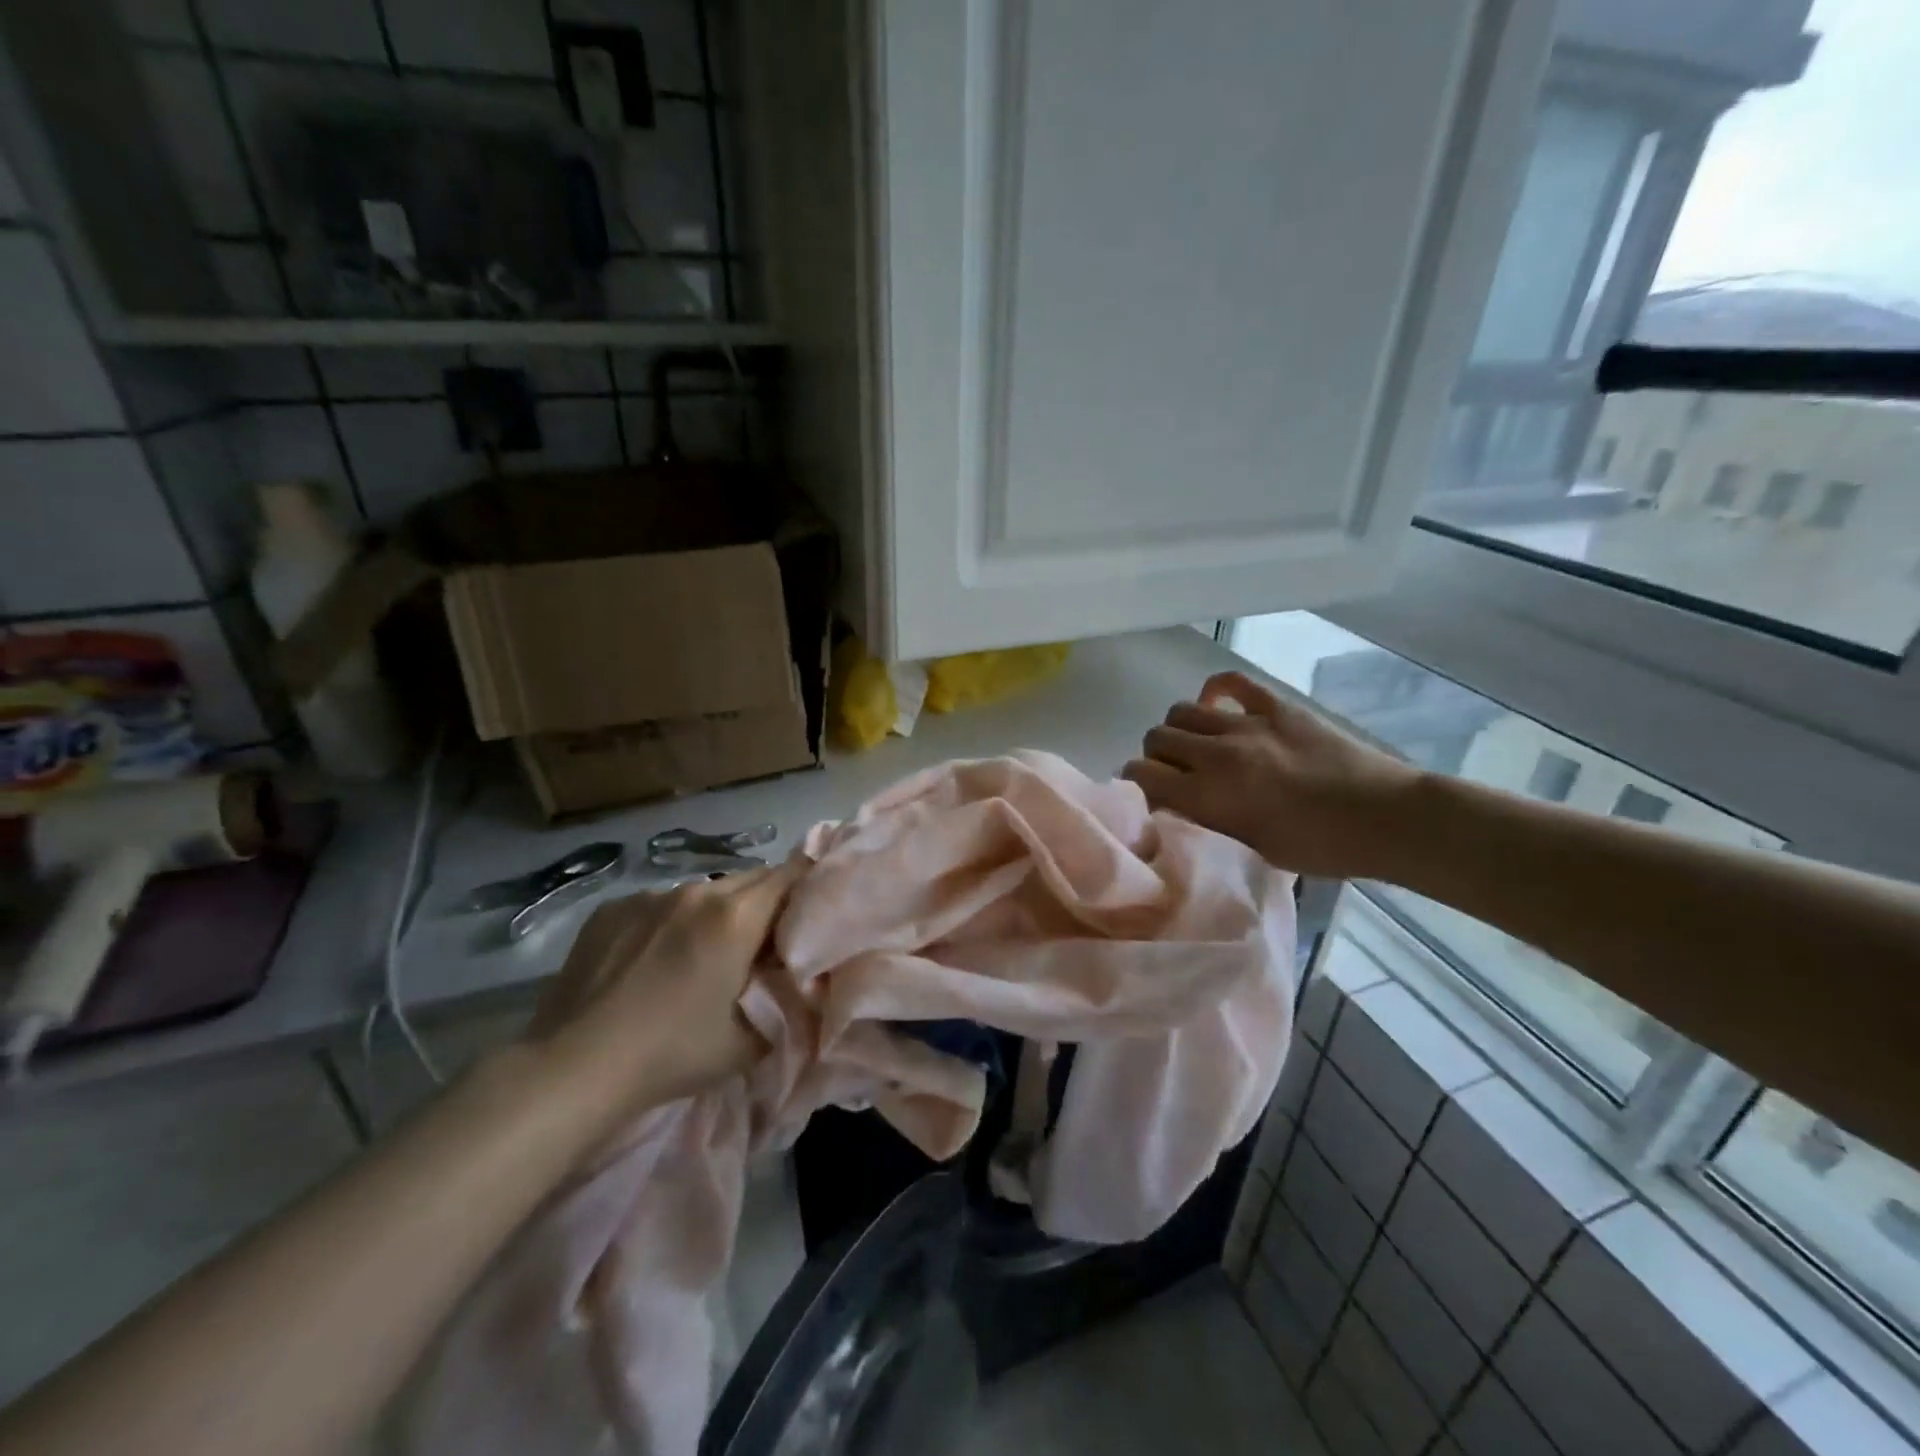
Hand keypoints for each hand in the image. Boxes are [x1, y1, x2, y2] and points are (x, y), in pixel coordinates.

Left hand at [521, 859, 805, 1148]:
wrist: (573, 1068)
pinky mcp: (611, 909)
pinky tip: (651, 962)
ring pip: (703, 891)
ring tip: (702, 954)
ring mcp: (648, 896)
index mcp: (735, 917)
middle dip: (765, 903)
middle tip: (763, 943)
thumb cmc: (671, 1054)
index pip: (790, 875)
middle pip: (750, 879)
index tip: (812, 911)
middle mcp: (695, 892)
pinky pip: (659, 904)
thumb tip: (797, 984)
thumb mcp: (749, 1042)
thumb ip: (784, 1004)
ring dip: (717, 913)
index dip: (808, 887)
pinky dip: (670, 922)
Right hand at [1123, 670, 1420, 878]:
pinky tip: (1217, 707)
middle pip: (1156, 738)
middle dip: (1155, 756)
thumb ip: (1207, 823)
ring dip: (1180, 729)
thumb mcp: (1250, 850)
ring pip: (1181, 710)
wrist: (1384, 818)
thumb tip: (1177, 806)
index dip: (1135, 782)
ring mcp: (1247, 724)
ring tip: (1196, 744)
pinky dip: (1214, 691)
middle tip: (1173, 772)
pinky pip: (1230, 681)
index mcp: (1209, 796)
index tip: (1145, 793)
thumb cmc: (1319, 848)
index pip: (1142, 775)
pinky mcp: (1275, 706)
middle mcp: (1217, 754)